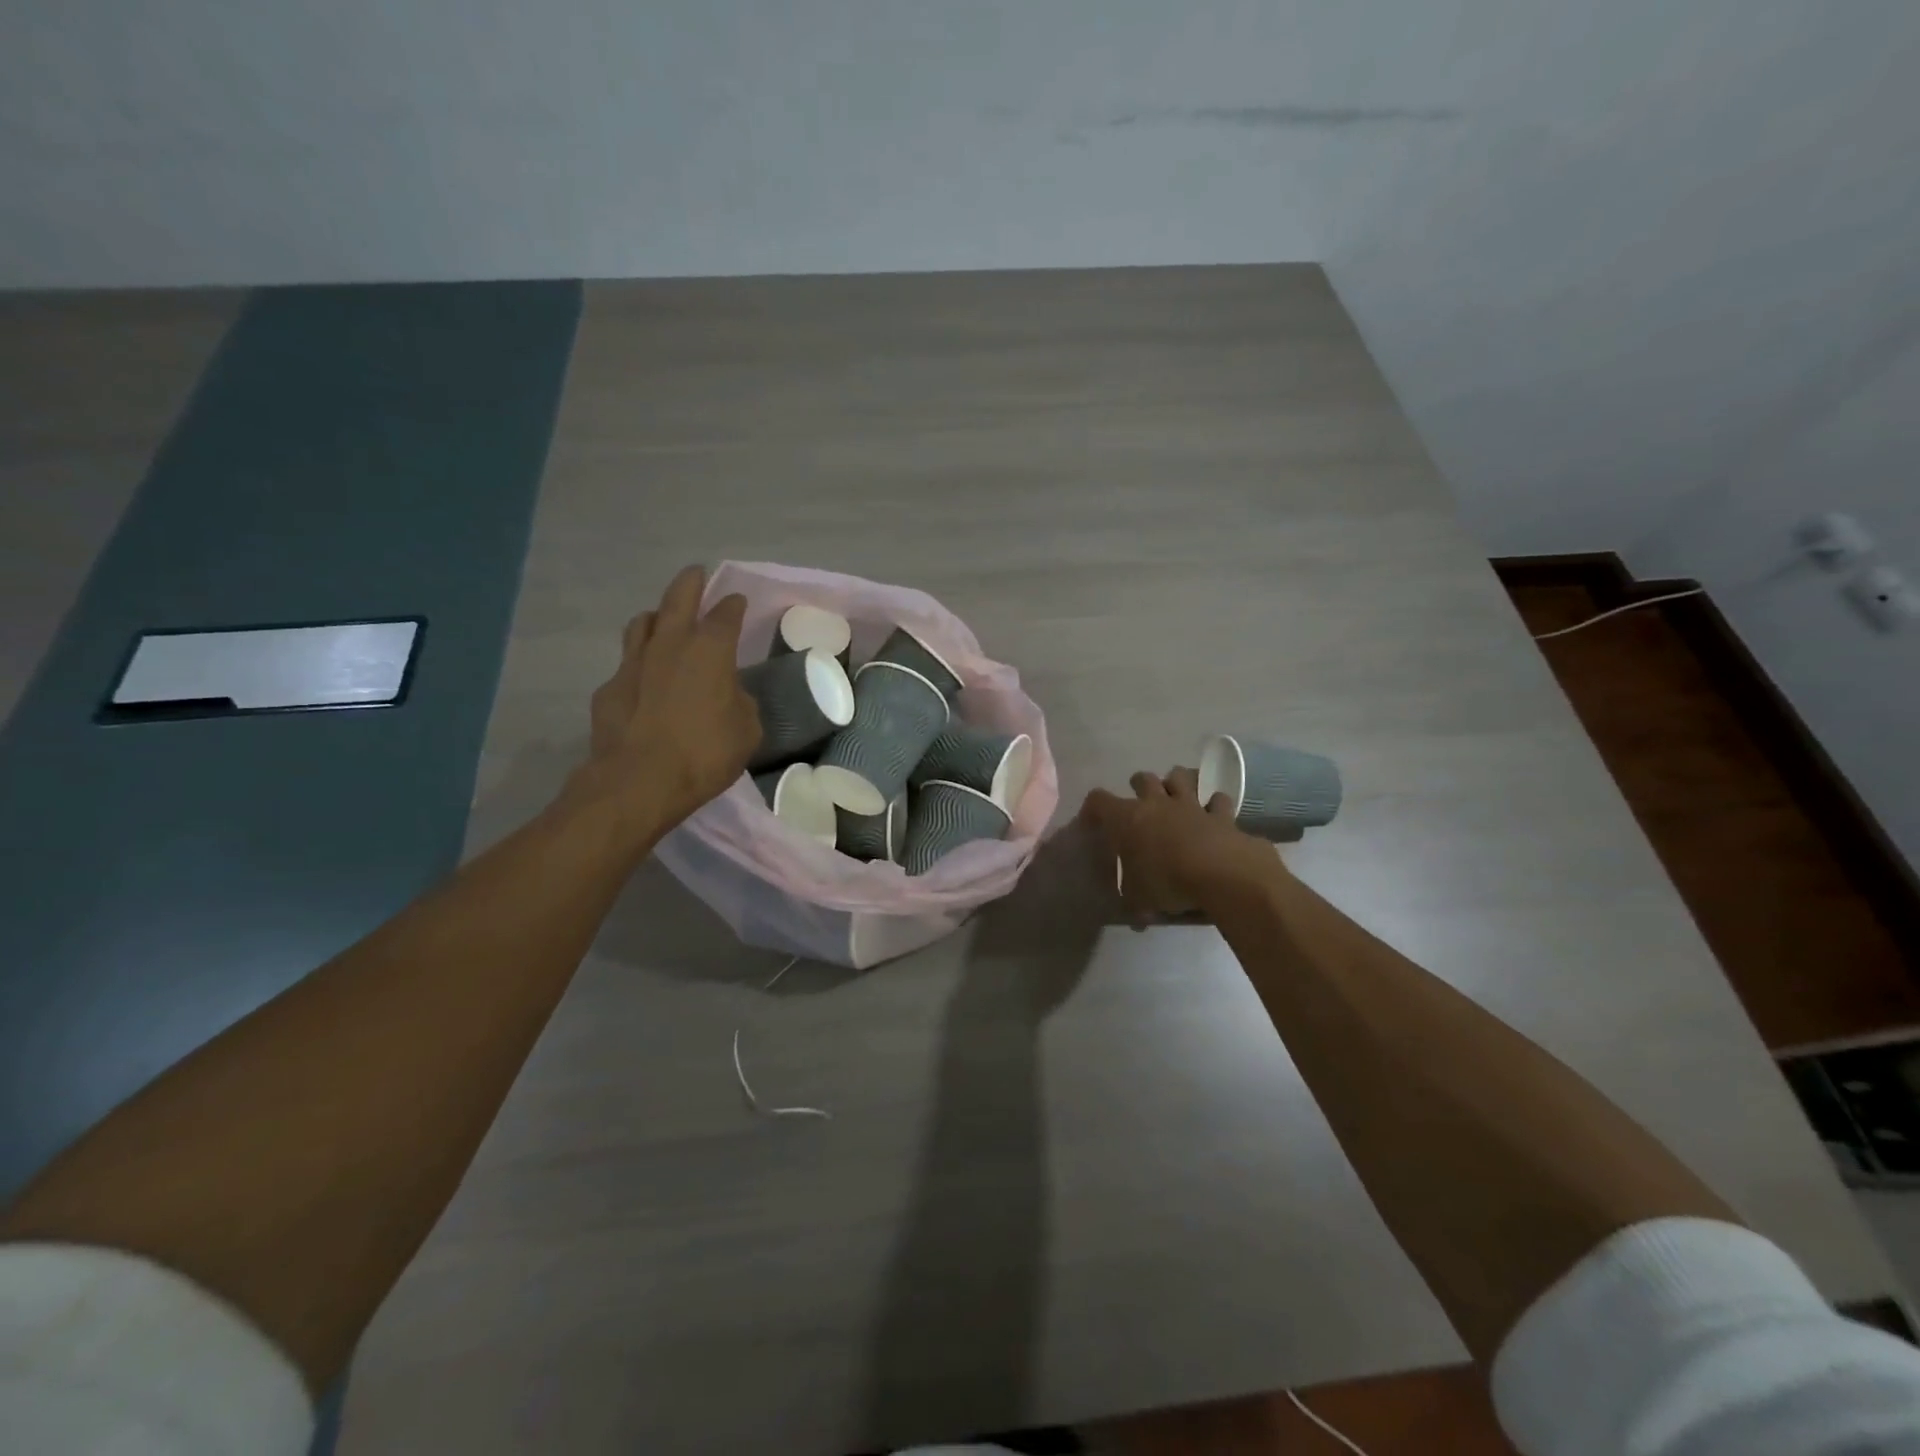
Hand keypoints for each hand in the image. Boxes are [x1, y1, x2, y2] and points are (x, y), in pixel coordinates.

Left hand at [569, 565, 759, 834]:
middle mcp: (670, 645)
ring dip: (656, 616)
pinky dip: (638, 664)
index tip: (737, 601)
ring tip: (663, 620)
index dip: (733, 605)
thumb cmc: (705, 753)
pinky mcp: (609, 689)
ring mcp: (633, 664)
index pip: (725, 614)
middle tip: (696, 574)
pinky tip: (643, 681)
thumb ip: (741, 704)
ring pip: (642, 623)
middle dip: (690, 582)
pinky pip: (626, 665)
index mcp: (710, 651)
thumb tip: (730, 696)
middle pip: (678, 598)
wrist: (639, 782)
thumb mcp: (746, 731)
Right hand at [1080, 767, 1282, 923]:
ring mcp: (1190, 805)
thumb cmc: (1167, 881)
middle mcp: (1157, 803)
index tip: (1091, 823)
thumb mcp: (1139, 899)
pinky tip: (1213, 813)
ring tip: (1175, 796)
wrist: (1220, 874)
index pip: (1098, 801)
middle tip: (1140, 805)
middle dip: (1138, 786)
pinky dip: (1215, 804)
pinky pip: (1217, 800)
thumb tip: (1135, 915)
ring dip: (1177, 783)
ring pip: (1180, 777)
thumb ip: (1133, 901)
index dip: (1092, 809)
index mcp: (1127, 819)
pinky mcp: (1221, 815)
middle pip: (1142, 779)